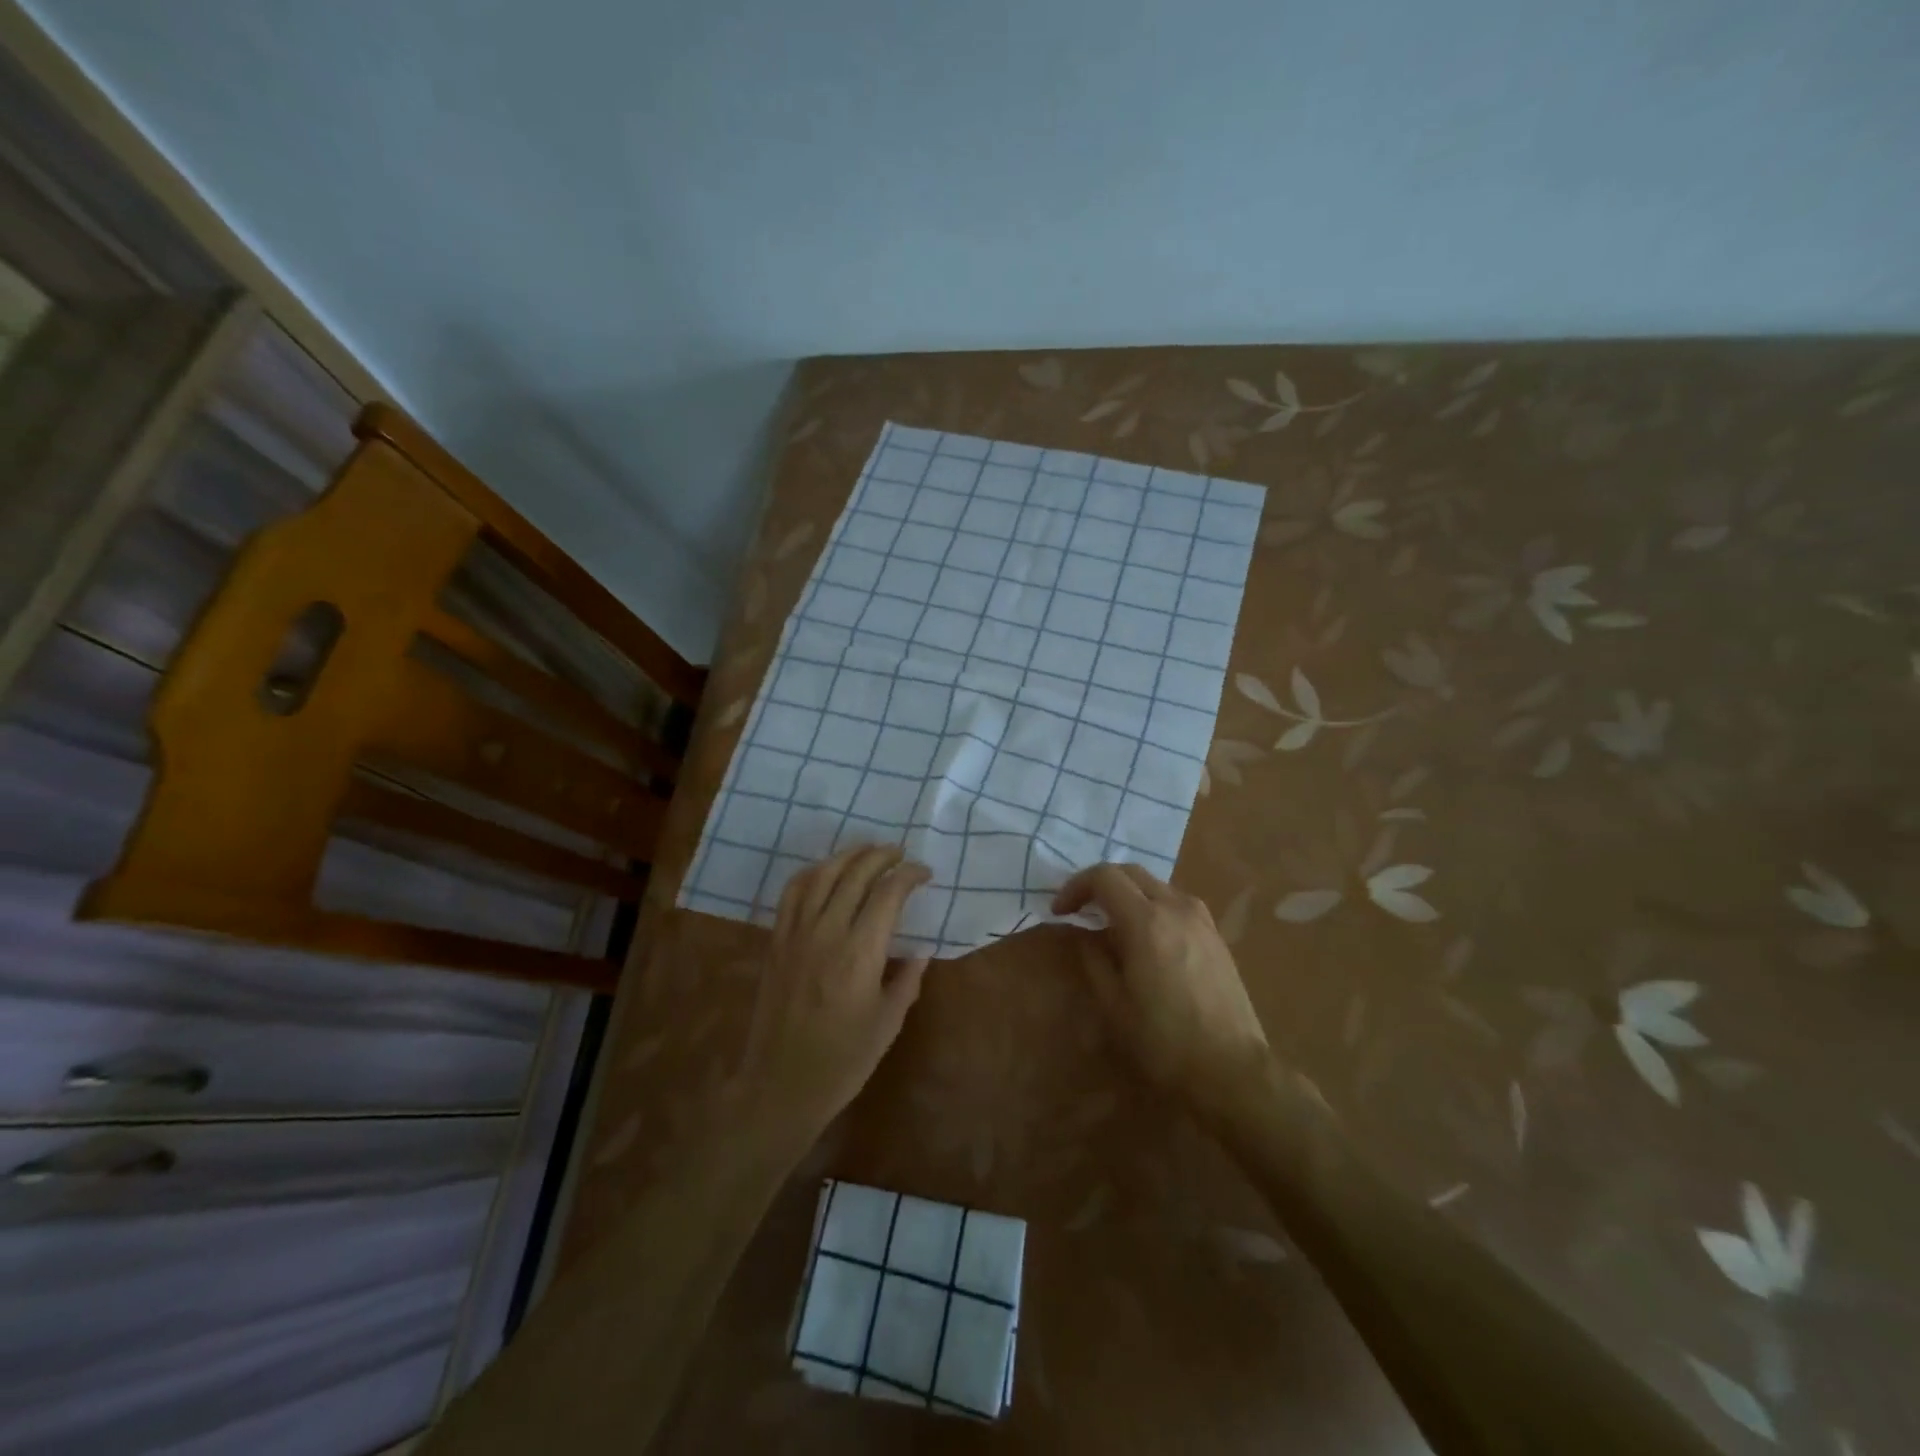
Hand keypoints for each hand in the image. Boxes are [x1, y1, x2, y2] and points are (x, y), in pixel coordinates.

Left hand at [739, 845, 930, 1143]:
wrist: (781, 1084)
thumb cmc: (843, 1060)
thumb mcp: (888, 1023)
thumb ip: (907, 980)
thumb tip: (920, 951)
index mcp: (861, 953)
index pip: (888, 894)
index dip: (909, 875)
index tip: (924, 873)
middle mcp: (827, 932)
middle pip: (855, 874)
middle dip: (881, 856)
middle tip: (900, 853)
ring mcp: (796, 934)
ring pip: (822, 875)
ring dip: (847, 855)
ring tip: (867, 850)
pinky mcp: (776, 941)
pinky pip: (792, 893)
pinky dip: (811, 873)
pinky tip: (824, 871)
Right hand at [1053, 863, 1270, 1117]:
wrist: (1232, 1070)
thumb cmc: (1164, 1041)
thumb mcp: (1114, 1003)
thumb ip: (1093, 958)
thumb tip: (1083, 933)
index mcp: (1147, 921)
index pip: (1104, 877)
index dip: (1075, 887)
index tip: (1059, 912)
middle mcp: (1176, 907)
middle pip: (1131, 872)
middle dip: (1099, 884)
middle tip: (1079, 910)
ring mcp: (1201, 919)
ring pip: (1156, 885)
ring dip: (1127, 893)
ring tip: (1110, 924)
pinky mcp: (1215, 935)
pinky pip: (1176, 903)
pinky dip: (1151, 906)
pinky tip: (1145, 938)